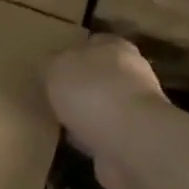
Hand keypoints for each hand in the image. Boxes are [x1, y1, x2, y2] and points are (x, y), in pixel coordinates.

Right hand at [45, 35, 168, 188]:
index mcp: (115, 47)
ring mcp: (137, 110)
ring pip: (105, 107)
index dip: (73, 52)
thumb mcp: (56, 67)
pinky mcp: (136, 141)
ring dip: (89, 116)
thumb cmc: (92, 91)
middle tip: (55, 96)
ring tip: (62, 124)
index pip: (92, 42)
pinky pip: (107, 136)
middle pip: (101, 75)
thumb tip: (50, 67)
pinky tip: (75, 146)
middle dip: (81, 86)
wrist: (132, 141)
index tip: (53, 67)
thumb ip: (51, 63)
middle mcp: (132, 75)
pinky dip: (93, 141)